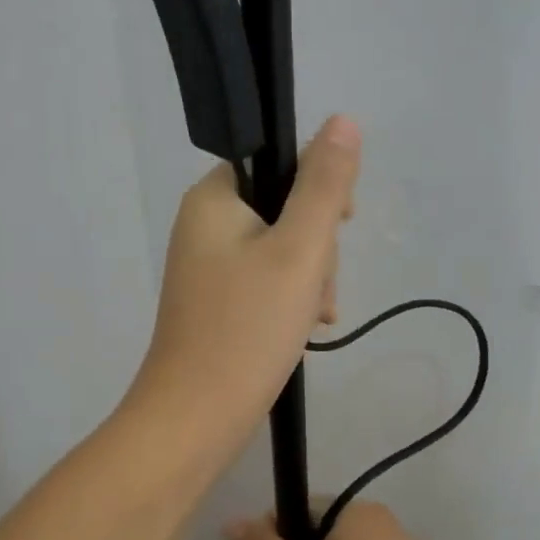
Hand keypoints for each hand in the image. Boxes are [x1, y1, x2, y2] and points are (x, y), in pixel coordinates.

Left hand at [130, 116, 360, 455]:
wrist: (196, 418)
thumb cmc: (248, 328)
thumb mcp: (299, 250)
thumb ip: (324, 185)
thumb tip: (342, 121)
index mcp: (214, 199)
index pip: (279, 164)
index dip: (318, 190)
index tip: (339, 227)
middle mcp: (204, 226)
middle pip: (284, 210)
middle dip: (316, 249)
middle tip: (315, 289)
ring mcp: (208, 268)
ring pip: (282, 251)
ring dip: (309, 280)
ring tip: (312, 319)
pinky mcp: (217, 304)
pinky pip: (266, 283)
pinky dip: (290, 301)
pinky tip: (304, 331)